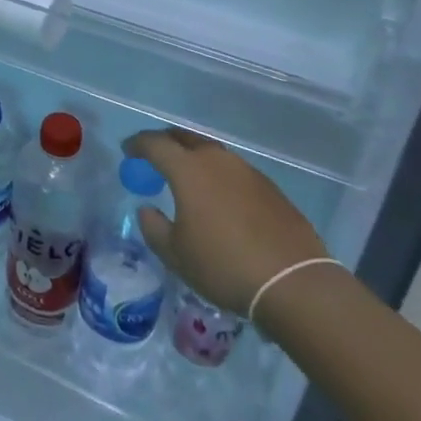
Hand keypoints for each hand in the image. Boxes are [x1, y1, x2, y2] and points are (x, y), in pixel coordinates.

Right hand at [124, 129, 328, 316]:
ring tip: (187, 177)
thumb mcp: (176, 255)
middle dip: (165, 142)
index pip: (154, 144)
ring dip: (194, 158)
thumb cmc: (224, 265)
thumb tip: (147, 209)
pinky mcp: (269, 187)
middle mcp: (216, 160)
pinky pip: (234, 171)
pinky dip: (218, 175)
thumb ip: (153, 227)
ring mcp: (247, 171)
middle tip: (154, 156)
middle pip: (184, 138)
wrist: (293, 282)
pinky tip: (219, 198)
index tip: (128, 152)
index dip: (137, 145)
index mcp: (188, 169)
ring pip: (212, 152)